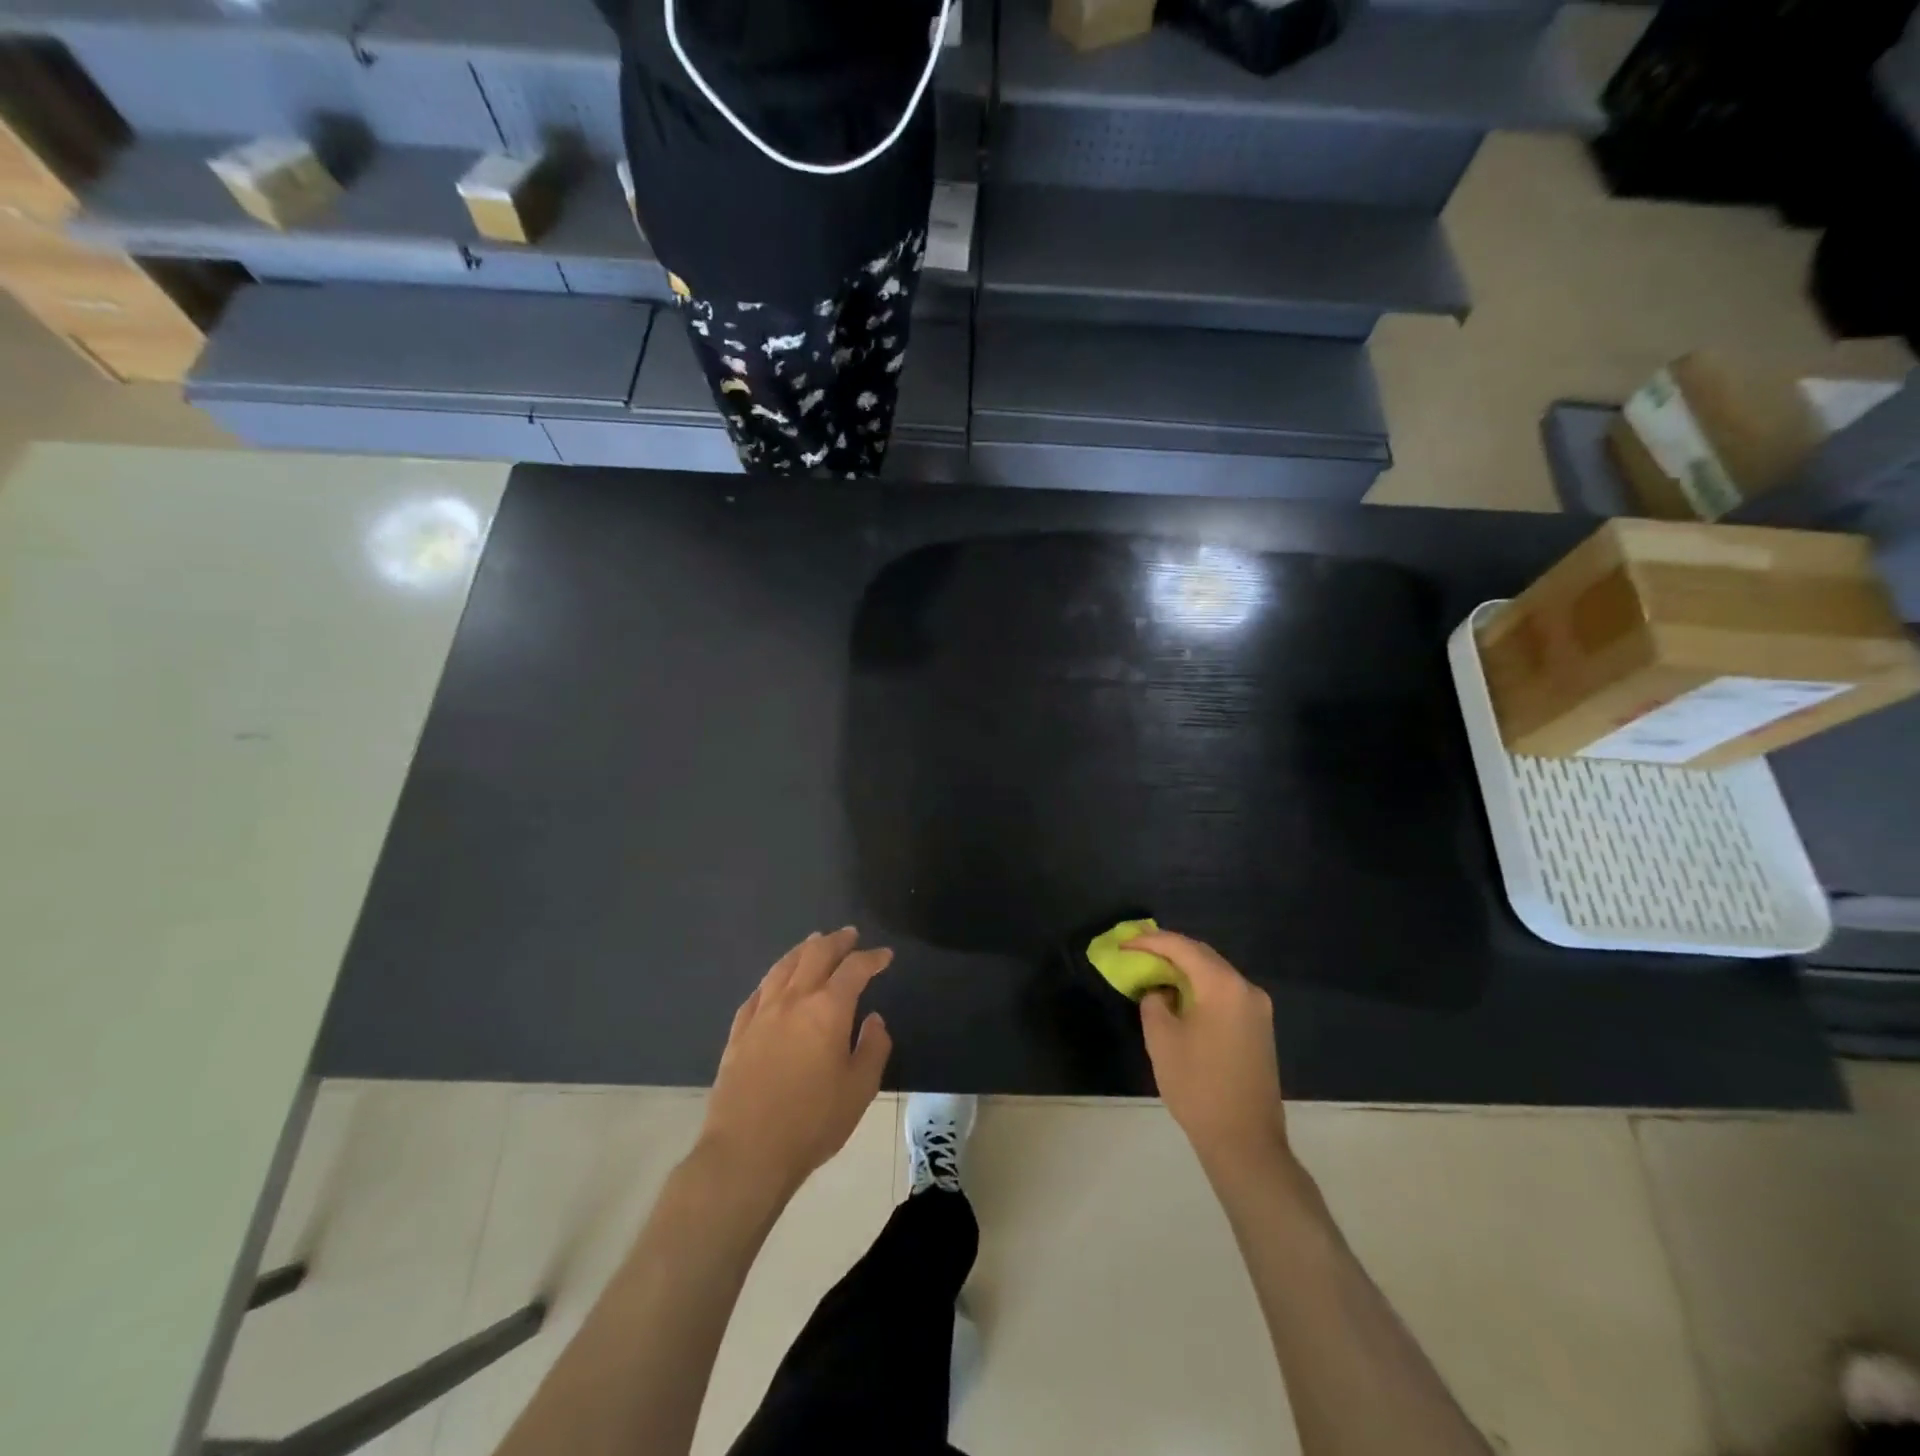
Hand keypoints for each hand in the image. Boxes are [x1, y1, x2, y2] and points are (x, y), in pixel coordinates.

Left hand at [699, 928, 893, 1201]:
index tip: (885, 955)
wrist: (746, 1152)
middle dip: (836, 941)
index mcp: (828, 1009)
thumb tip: (874, 1020)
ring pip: (783, 967)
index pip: (854, 969)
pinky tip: (775, 981)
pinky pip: (758, 992)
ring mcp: (761, 1013)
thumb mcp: (860, 1089)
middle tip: (850, 935)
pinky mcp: (738, 1032)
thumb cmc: (812, 1122)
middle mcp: (794, 1000)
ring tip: (814, 942)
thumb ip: (873, 1048)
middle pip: (816, 955)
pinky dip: (773, 978)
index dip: (872, 958)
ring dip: (803, 950)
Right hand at [1127, 930, 1289, 1173]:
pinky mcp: (1259, 1028)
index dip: (1150, 941)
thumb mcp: (1161, 1039)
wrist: (1245, 1142)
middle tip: (1137, 952)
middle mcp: (1246, 988)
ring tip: (1153, 971)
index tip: (1124, 944)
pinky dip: (1200, 987)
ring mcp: (1258, 1009)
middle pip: (1202, 955)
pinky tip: (1179, 996)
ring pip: (1215, 973)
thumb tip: (1160, 990)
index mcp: (1223, 985)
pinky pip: (1225, 992)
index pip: (1182, 947)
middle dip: (1168, 950)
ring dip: (1185, 969)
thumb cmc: (1198, 1087)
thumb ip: (1154, 1000)